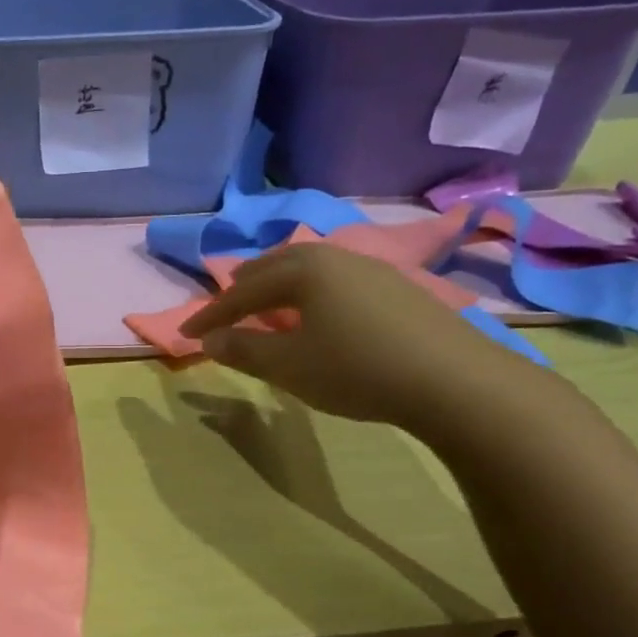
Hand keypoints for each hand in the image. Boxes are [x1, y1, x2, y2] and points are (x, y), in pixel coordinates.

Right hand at [182, 244, 547, 430]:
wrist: (453, 379)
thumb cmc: (356, 369)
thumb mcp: (289, 366)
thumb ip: (243, 349)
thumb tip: (209, 339)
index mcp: (301, 270)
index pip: (241, 291)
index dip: (210, 314)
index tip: (185, 333)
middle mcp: (333, 257)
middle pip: (275, 266)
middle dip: (243, 287)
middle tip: (223, 306)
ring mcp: (370, 268)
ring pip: (309, 269)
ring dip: (279, 286)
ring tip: (267, 305)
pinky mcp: (396, 287)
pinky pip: (335, 281)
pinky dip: (311, 293)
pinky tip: (319, 314)